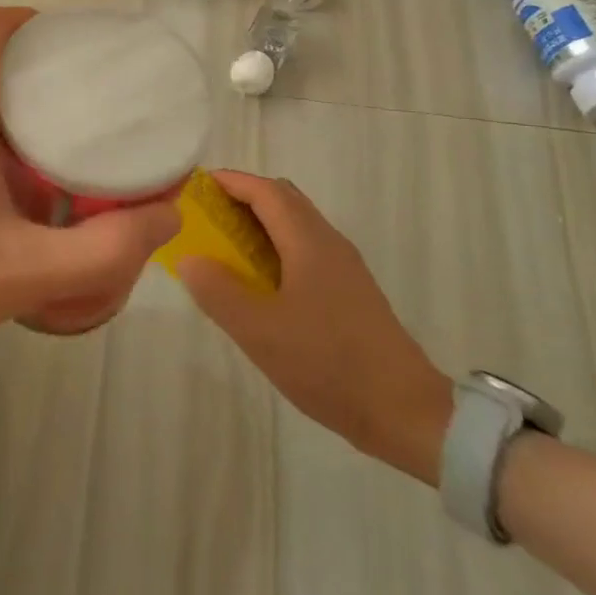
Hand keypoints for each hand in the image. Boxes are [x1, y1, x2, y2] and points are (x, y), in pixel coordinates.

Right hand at [176, 171, 453, 485]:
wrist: (406, 413)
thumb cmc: (328, 363)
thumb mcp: (259, 331)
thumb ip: (217, 291)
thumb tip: (189, 258)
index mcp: (309, 241)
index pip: (265, 190)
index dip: (229, 182)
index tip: (194, 187)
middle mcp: (329, 242)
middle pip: (282, 199)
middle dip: (242, 198)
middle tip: (204, 217)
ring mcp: (343, 267)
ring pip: (295, 224)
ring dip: (258, 224)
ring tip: (223, 248)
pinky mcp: (349, 291)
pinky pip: (304, 249)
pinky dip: (274, 247)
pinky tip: (258, 283)